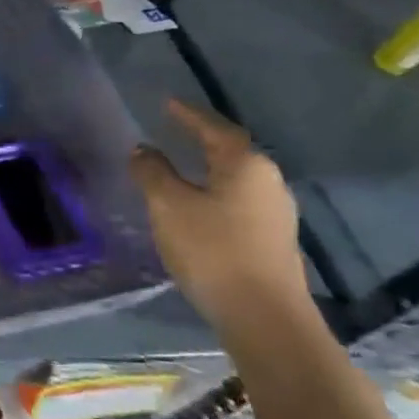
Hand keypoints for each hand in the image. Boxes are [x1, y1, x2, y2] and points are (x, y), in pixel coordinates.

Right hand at [129, 99, 311, 331]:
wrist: (263, 315)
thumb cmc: (212, 250)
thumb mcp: (168, 206)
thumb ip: (153, 172)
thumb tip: (143, 149)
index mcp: (245, 165)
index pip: (214, 128)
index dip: (189, 115)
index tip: (167, 103)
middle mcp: (267, 181)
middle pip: (231, 151)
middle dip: (202, 139)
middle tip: (174, 130)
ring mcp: (274, 212)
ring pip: (235, 178)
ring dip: (208, 168)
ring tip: (181, 164)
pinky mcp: (271, 238)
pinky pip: (237, 201)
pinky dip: (214, 192)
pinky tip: (198, 203)